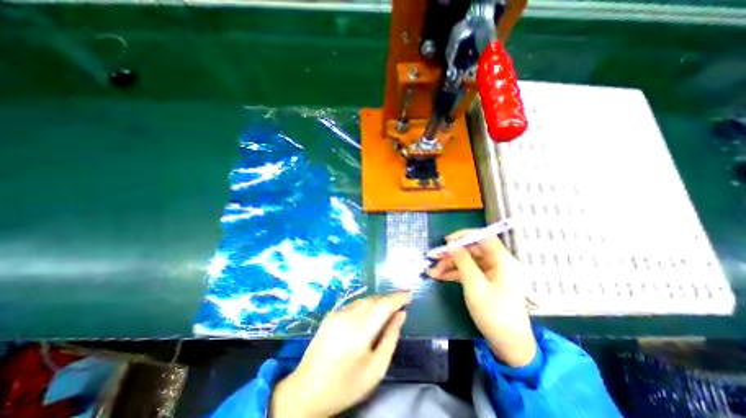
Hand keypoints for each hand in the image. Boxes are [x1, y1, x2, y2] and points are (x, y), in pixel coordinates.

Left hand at [270, 292, 407, 415]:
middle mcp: (348, 316)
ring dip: (378, 299)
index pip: (384, 304)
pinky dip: (367, 304)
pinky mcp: (331, 315)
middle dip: (390, 297)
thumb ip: (390, 338)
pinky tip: (371, 311)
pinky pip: (354, 304)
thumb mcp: (376, 369)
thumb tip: (401, 314)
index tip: (409, 294)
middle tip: (402, 300)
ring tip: (389, 305)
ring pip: (364, 299)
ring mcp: (337, 314)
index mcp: (360, 331)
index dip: (398, 297)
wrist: (307, 391)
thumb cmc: (346, 385)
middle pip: (374, 299)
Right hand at [425, 232, 536, 365]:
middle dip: (451, 254)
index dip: (465, 236)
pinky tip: (439, 276)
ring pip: (467, 261)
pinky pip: (468, 271)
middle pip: (472, 251)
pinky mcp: (486, 281)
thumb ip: (463, 262)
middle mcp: (499, 264)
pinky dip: (454, 273)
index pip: (485, 238)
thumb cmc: (494, 314)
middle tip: (433, 258)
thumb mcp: (475, 286)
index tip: (447, 241)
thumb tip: (451, 244)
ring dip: (449, 265)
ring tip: (432, 271)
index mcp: (504, 262)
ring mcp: (492, 273)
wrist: (508, 345)